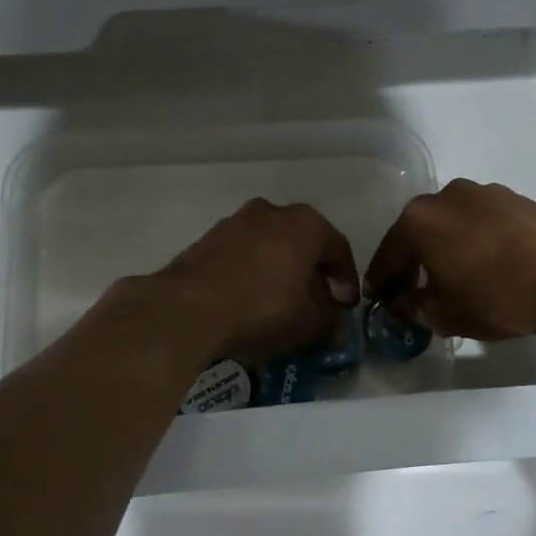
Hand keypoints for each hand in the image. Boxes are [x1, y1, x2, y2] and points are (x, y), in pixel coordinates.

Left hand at [154, 199, 359, 362]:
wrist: (188, 307)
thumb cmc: (262, 307)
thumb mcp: (308, 322)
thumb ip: (329, 319)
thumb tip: (335, 323)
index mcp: (305, 223)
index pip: (338, 248)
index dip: (346, 279)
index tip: (346, 305)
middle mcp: (272, 211)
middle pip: (302, 242)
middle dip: (312, 272)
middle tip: (317, 303)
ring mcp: (235, 222)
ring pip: (270, 246)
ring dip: (280, 271)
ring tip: (282, 303)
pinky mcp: (207, 240)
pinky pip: (243, 255)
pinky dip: (253, 273)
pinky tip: (251, 300)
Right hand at [363, 179, 535, 343]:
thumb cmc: (494, 297)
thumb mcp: (444, 314)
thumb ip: (412, 308)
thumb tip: (400, 305)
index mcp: (418, 220)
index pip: (389, 254)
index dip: (381, 281)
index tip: (376, 299)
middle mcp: (446, 196)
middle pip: (419, 232)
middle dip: (412, 261)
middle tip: (411, 289)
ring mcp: (484, 193)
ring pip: (453, 223)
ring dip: (447, 247)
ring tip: (454, 276)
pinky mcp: (516, 199)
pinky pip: (483, 222)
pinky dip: (476, 241)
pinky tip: (487, 264)